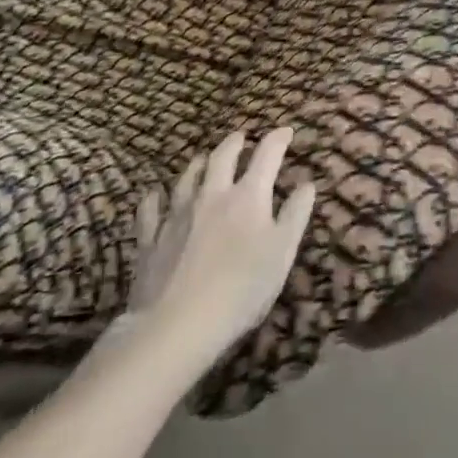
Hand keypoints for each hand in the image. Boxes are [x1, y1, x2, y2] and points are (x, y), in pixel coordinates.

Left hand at [110, 127, 314, 369]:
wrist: (176, 326)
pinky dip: (154, 198)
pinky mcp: (151, 240)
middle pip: (222, 157)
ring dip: (198, 164)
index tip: (286, 131)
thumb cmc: (241, 290)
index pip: (267, 155)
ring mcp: (178, 215)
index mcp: (248, 196)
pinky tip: (154, 196)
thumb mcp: (282, 253)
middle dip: (234, 143)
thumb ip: (295, 215)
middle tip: (241, 137)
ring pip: (187, 177)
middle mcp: (212, 195)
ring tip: (203, 159)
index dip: (278, 139)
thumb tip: (307, 184)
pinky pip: (150, 210)